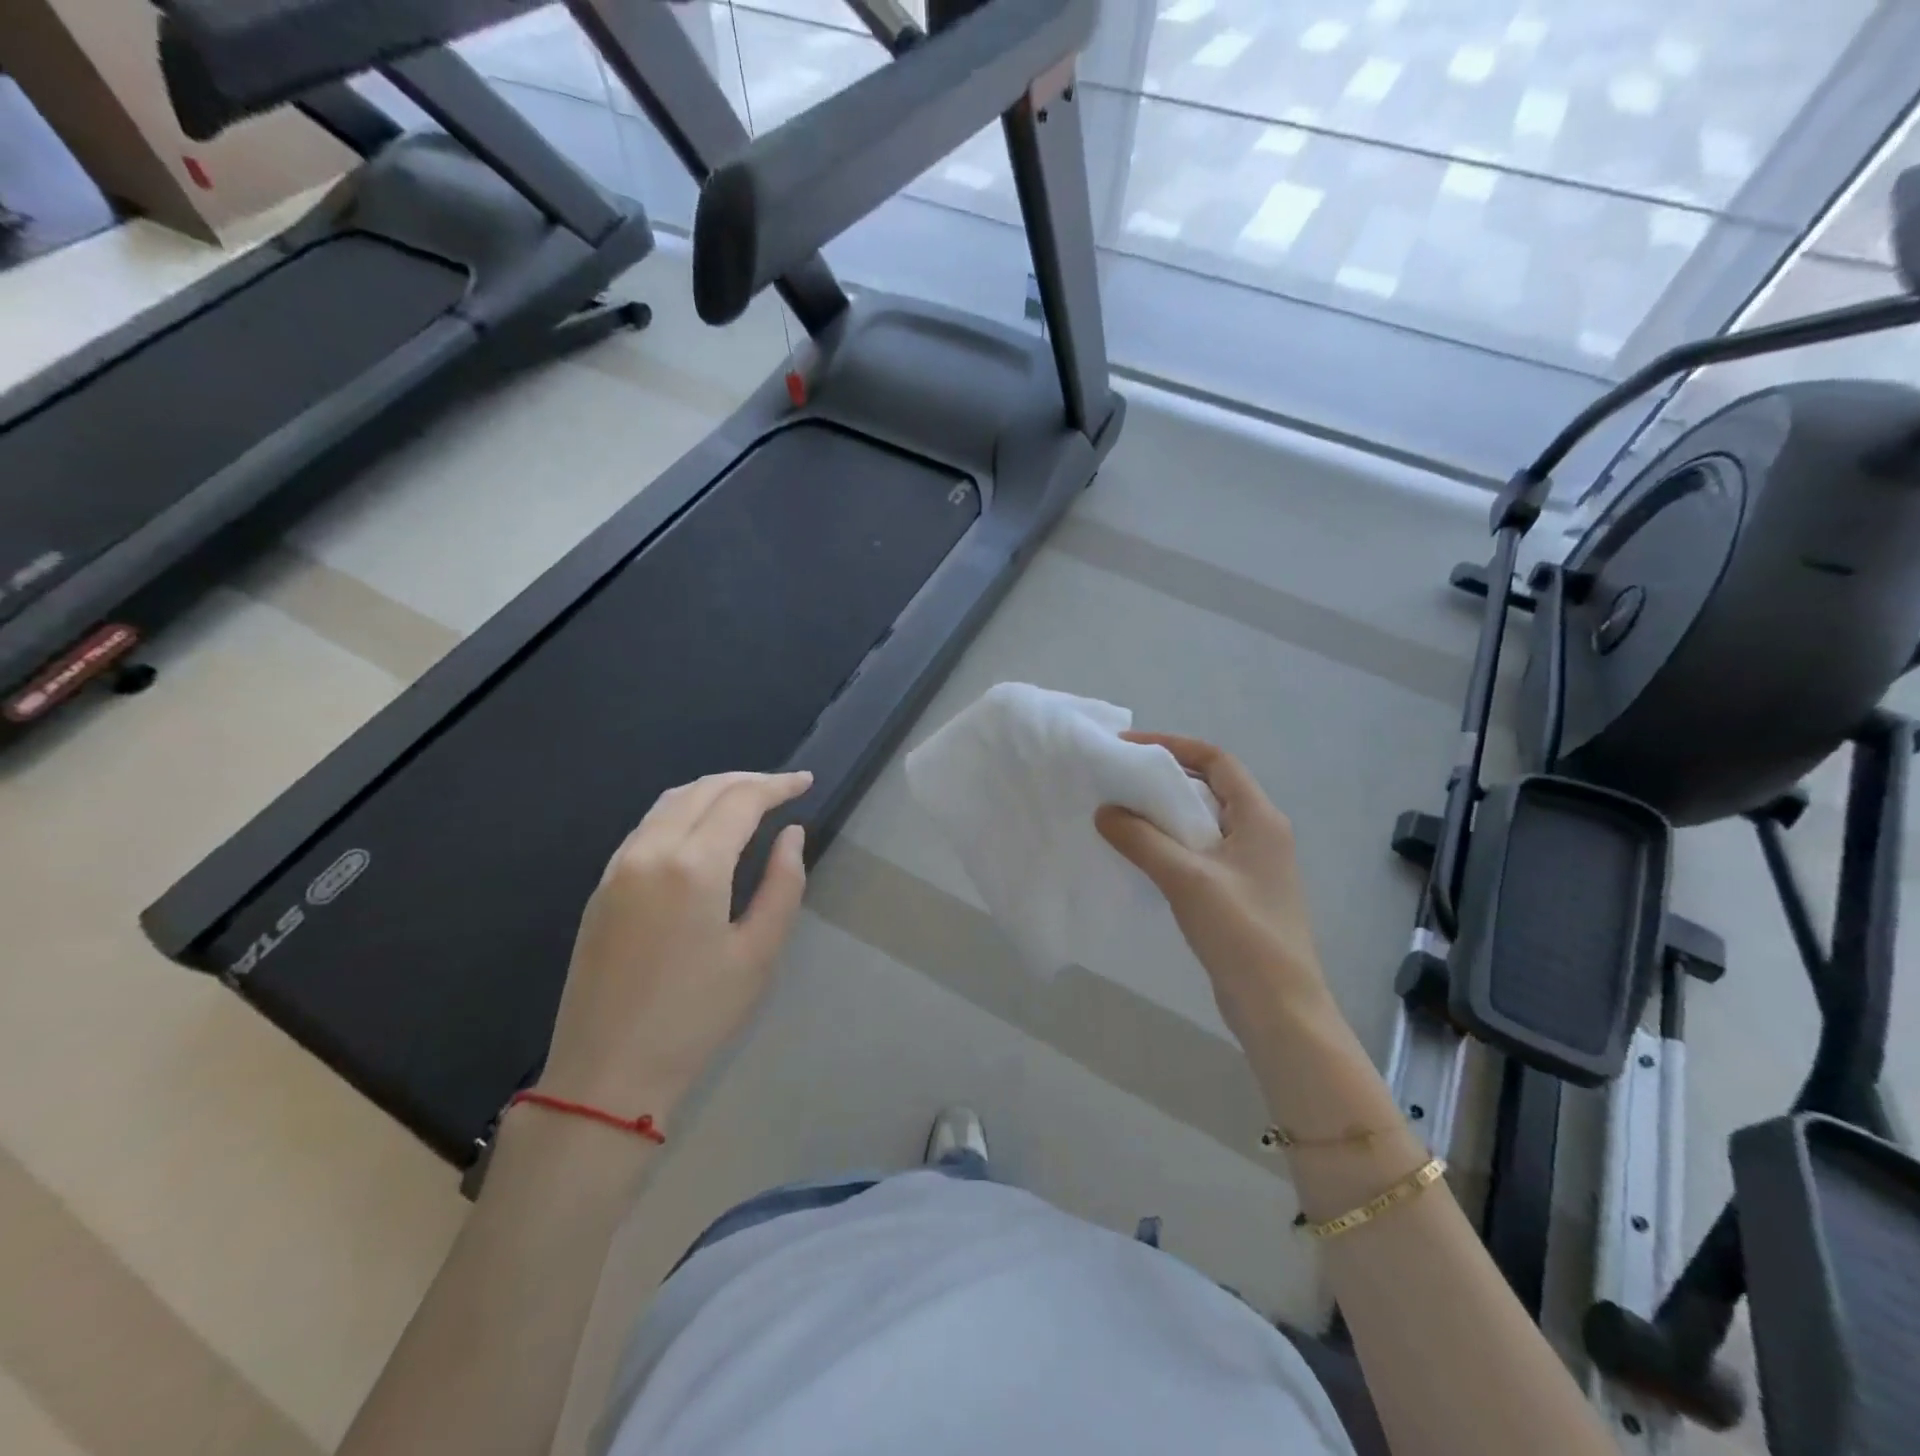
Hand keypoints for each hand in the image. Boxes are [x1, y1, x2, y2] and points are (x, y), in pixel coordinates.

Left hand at [537, 771, 812, 1119]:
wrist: (607, 1073)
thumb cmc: (696, 1017)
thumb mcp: (759, 953)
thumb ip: (782, 884)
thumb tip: (791, 834)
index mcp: (693, 866)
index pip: (740, 801)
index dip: (777, 785)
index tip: (806, 782)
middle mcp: (650, 851)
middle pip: (702, 790)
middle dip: (746, 780)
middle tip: (783, 788)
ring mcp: (618, 867)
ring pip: (670, 802)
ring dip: (712, 790)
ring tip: (748, 800)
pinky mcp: (602, 886)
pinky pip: (648, 826)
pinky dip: (683, 810)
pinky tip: (702, 829)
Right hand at [1095, 733, 1331, 1049]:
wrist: (1278, 1006)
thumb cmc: (1240, 932)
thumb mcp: (1186, 878)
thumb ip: (1142, 839)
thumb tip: (1105, 811)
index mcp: (1259, 818)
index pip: (1216, 760)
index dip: (1174, 745)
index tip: (1129, 747)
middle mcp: (1261, 833)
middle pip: (1210, 787)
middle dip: (1164, 779)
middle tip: (1118, 781)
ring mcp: (1252, 865)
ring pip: (1204, 822)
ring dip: (1166, 813)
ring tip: (1122, 814)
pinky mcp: (1240, 892)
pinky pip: (1201, 852)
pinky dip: (1172, 844)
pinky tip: (1143, 856)